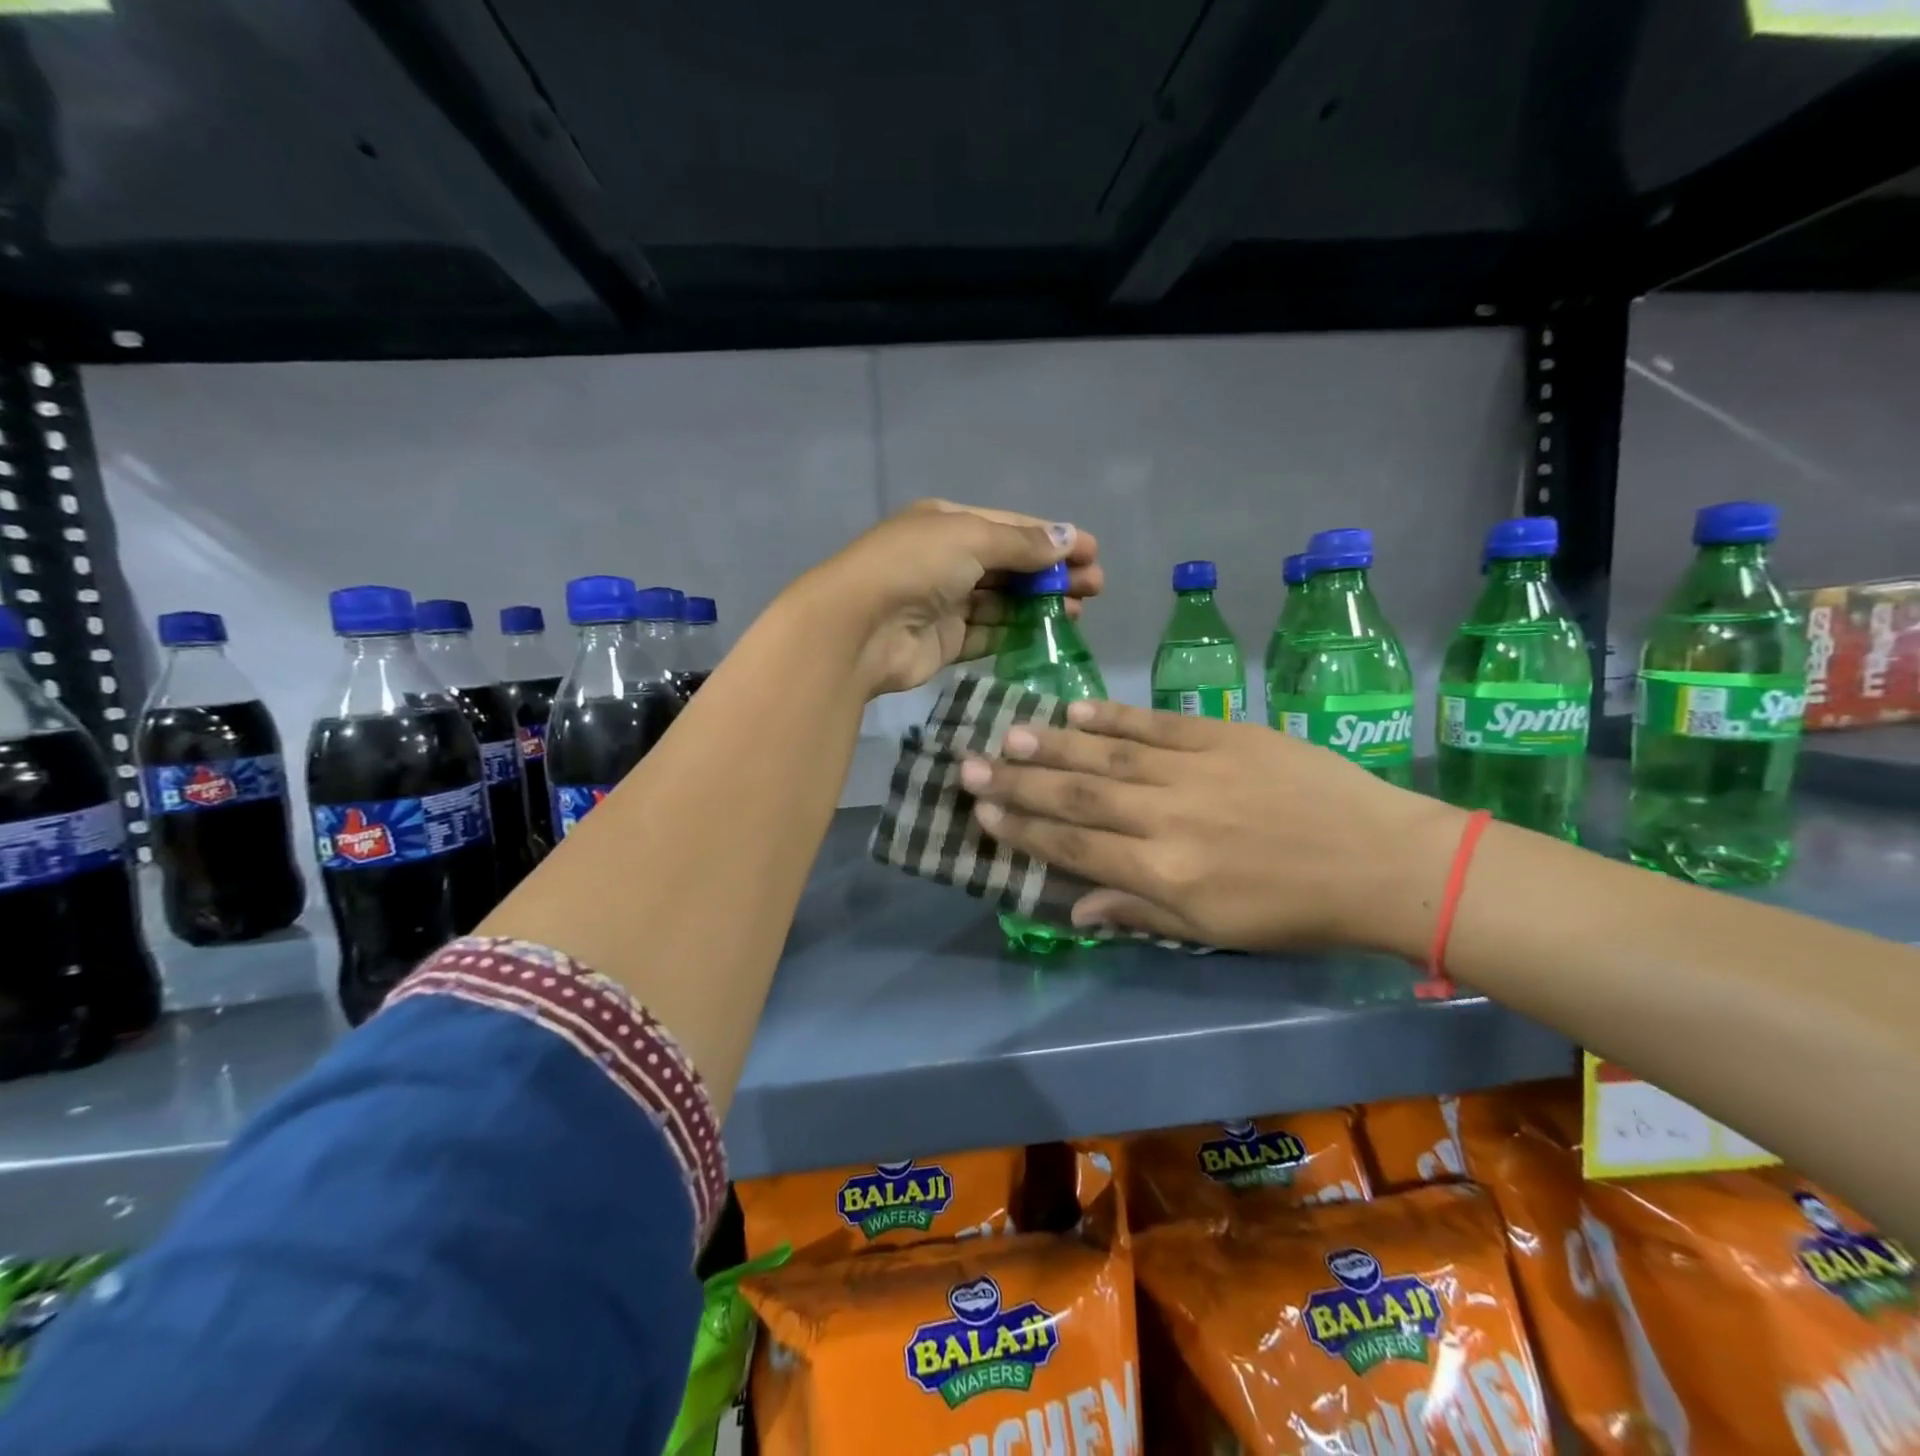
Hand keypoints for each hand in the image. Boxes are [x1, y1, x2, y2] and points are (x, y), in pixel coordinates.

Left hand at [799, 499, 1102, 697]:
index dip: (1053, 538)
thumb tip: (1069, 537)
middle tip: (1095, 587)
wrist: (858, 627)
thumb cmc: (914, 566)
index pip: (1011, 527)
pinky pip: (989, 635)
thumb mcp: (971, 538)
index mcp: (949, 524)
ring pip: (1003, 602)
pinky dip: (1017, 634)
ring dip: (1040, 605)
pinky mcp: (945, 642)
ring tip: (1079, 611)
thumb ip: (1021, 543)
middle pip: (1011, 566)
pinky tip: (1048, 635)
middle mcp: (947, 560)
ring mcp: (945, 603)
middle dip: (1053, 573)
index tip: (1093, 553)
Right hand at [959, 700, 1466, 955]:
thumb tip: (1075, 905)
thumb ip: (1139, 910)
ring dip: (1052, 745)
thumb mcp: (1214, 929)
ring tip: (1008, 734)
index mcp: (1162, 872)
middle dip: (1017, 782)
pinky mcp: (1223, 735)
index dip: (1023, 829)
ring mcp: (1194, 769)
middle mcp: (1165, 817)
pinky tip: (1075, 710)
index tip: (983, 813)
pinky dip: (1112, 716)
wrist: (1382, 861)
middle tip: (968, 766)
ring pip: (1106, 754)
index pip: (1074, 845)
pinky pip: (1155, 723)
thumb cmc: (1295, 910)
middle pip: (1076, 795)